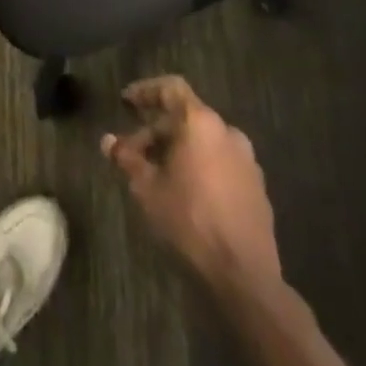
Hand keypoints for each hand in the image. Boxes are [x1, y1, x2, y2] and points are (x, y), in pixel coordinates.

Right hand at [102, 76, 281, 291]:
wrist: (245, 276)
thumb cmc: (190, 221)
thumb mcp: (148, 190)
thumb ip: (128, 159)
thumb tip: (107, 141)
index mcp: (201, 123)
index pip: (171, 88)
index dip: (146, 90)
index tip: (127, 100)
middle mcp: (227, 131)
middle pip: (186, 118)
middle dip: (157, 131)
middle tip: (134, 153)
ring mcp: (247, 160)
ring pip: (204, 141)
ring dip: (179, 149)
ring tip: (158, 174)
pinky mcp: (257, 187)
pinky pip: (222, 162)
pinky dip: (201, 166)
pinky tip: (187, 192)